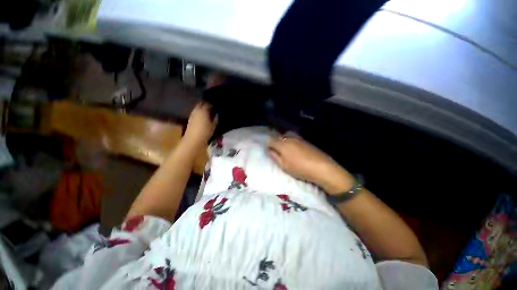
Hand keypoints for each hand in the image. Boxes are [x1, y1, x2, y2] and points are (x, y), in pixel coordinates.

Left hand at [184, 102, 217, 144]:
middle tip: (212, 107)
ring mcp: (192, 113)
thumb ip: (216, 118)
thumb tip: (217, 113)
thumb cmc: (205, 132)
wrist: (193, 139)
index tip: (217, 106)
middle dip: (206, 104)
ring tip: (208, 111)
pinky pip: (195, 111)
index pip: (208, 103)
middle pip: (201, 103)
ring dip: (202, 107)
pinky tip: (202, 116)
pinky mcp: (190, 118)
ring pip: (198, 107)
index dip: (213, 104)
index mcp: (204, 110)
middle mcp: (197, 110)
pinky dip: (199, 112)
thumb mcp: (213, 125)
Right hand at [268, 136, 354, 193]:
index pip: (271, 141)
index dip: (268, 145)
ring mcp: (299, 138)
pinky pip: (295, 138)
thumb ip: (275, 156)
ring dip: (284, 140)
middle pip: (279, 137)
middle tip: (277, 150)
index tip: (269, 150)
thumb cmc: (299, 168)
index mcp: (282, 144)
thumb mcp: (284, 165)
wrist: (321, 167)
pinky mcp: (306, 141)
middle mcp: (289, 138)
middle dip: (276, 141)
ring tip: (286, 149)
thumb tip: (269, 150)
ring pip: (287, 136)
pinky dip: (292, 141)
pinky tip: (295, 149)